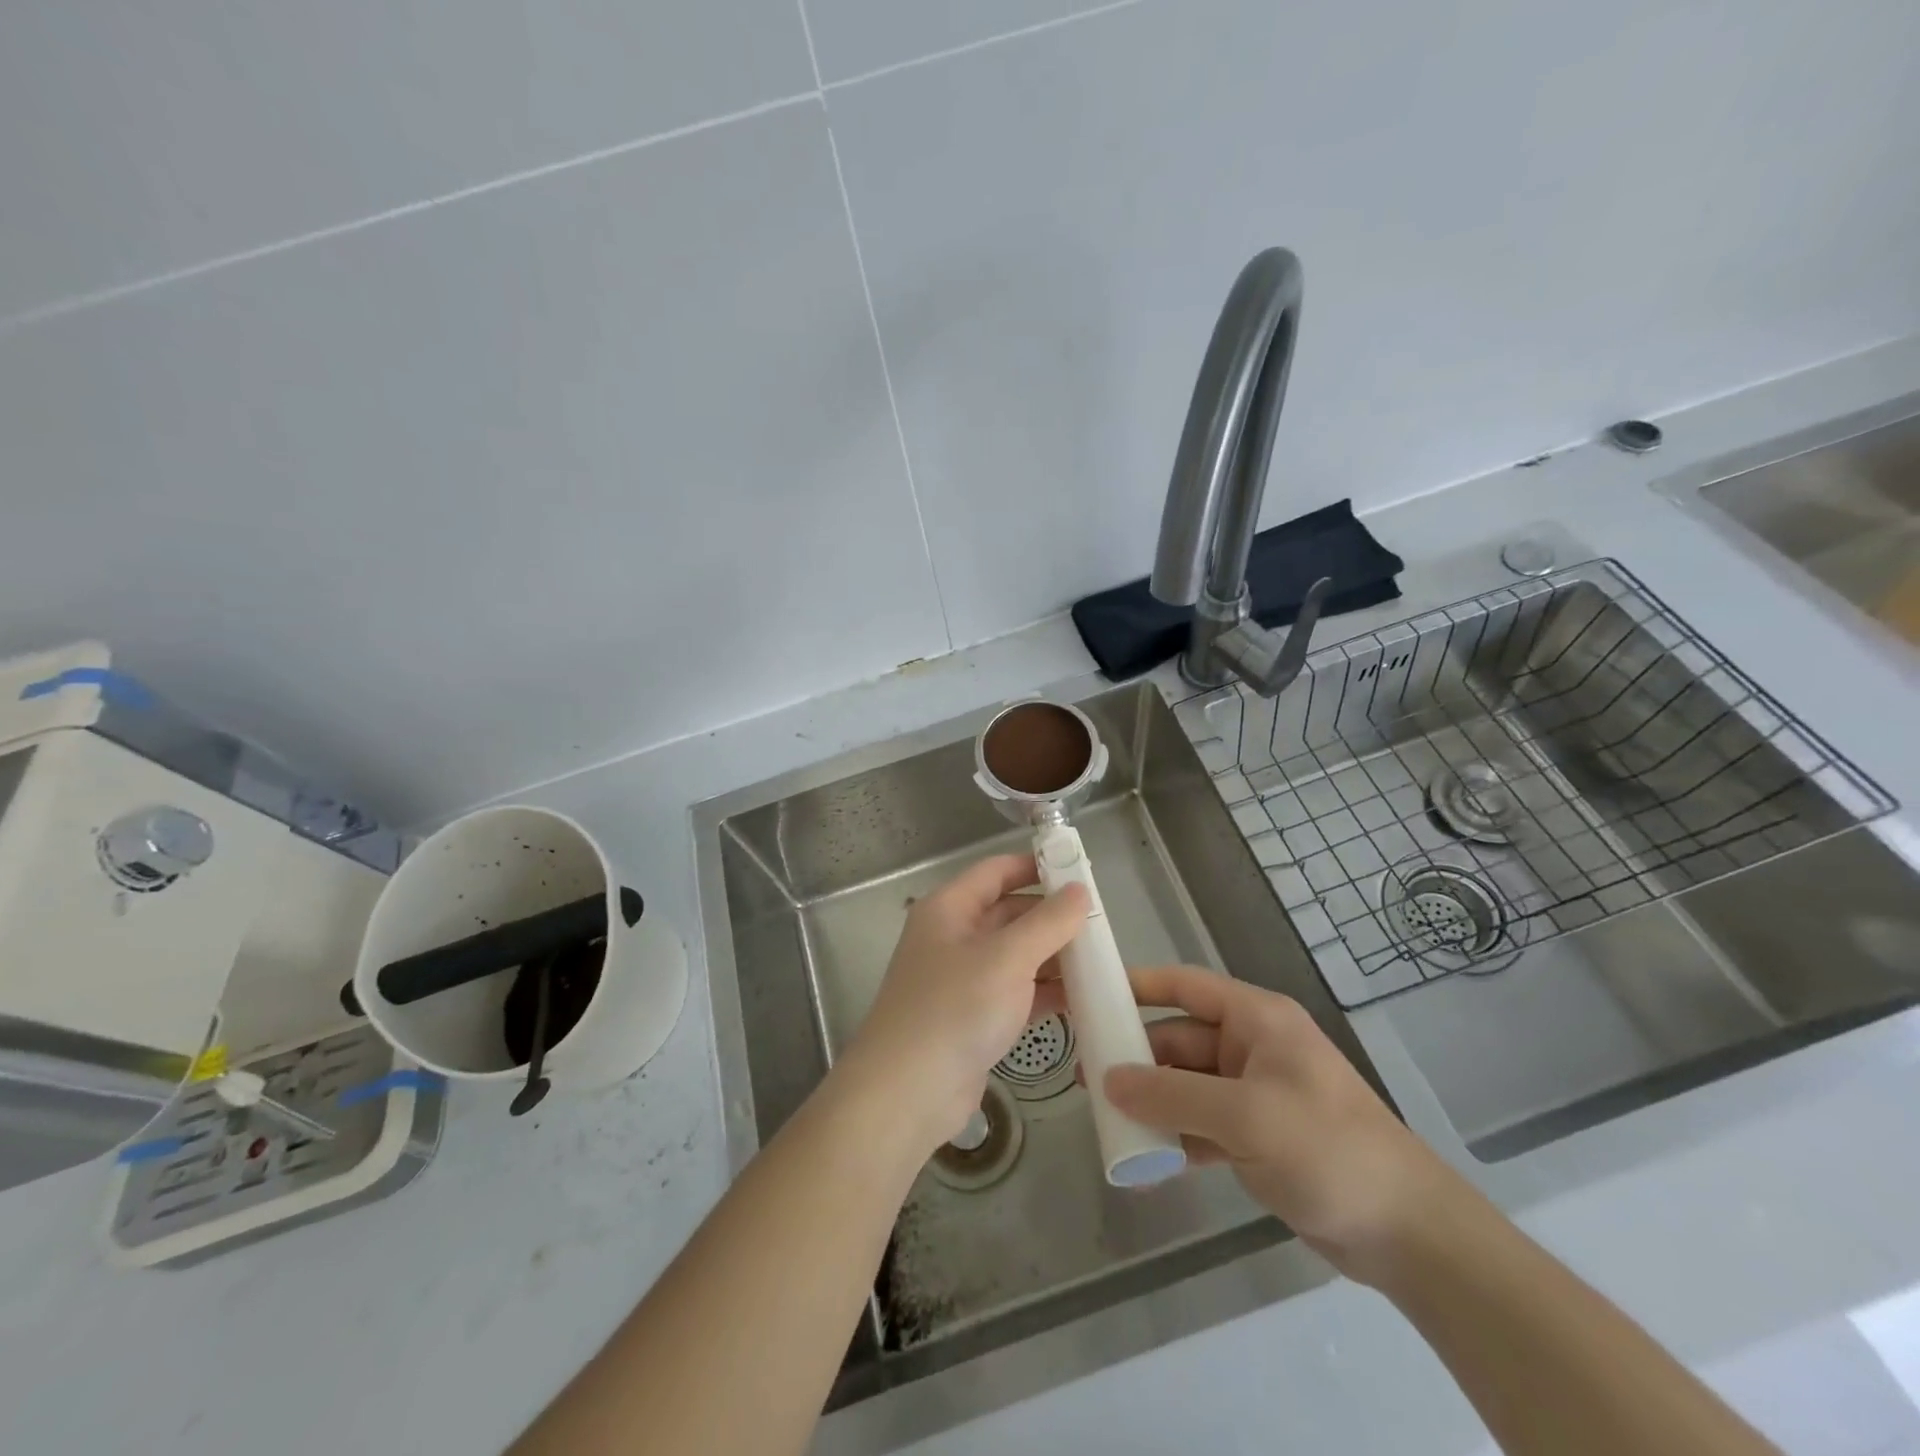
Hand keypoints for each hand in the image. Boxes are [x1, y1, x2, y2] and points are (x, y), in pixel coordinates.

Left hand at [842, 853, 1085, 1149]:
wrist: (907, 1093)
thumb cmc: (955, 1009)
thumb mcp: (1007, 957)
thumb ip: (1048, 922)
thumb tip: (1080, 890)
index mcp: (950, 909)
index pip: (996, 871)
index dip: (1036, 866)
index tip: (1081, 871)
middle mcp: (954, 937)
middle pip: (1009, 914)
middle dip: (1052, 918)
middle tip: (1102, 924)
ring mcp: (963, 980)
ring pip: (1016, 956)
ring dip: (1054, 958)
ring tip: (1102, 962)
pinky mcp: (974, 1018)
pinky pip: (1016, 993)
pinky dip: (1046, 993)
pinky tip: (1084, 1000)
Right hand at [1103, 965, 1460, 1283]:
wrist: (1407, 1234)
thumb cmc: (1328, 1149)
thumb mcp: (1246, 1116)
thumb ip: (1173, 1094)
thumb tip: (1108, 1079)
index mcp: (1256, 1020)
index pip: (1185, 986)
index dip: (1138, 986)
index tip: (1091, 995)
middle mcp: (1251, 1048)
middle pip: (1179, 1038)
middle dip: (1135, 1055)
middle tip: (1086, 1074)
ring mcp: (1253, 1093)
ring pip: (1186, 1084)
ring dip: (1150, 1099)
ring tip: (1103, 1115)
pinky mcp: (1255, 1137)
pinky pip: (1200, 1124)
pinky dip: (1174, 1135)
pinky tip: (1143, 1156)